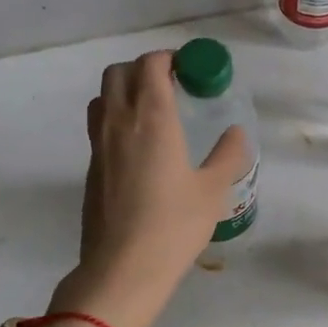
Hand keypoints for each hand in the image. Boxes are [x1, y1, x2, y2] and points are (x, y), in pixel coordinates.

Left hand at [48, 50, 250, 326]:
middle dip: (144, 69)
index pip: (151, 65)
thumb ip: (227, 155)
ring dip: (125, 90)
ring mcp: (99, 144)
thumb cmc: (174, 226)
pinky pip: (99, 125)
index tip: (190, 70)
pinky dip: (117, 119)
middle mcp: (119, 121)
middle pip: (119, 72)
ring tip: (152, 112)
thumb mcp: (212, 190)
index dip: (169, 59)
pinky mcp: (91, 168)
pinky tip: (139, 147)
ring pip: (103, 96)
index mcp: (152, 118)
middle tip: (172, 86)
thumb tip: (236, 133)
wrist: (123, 267)